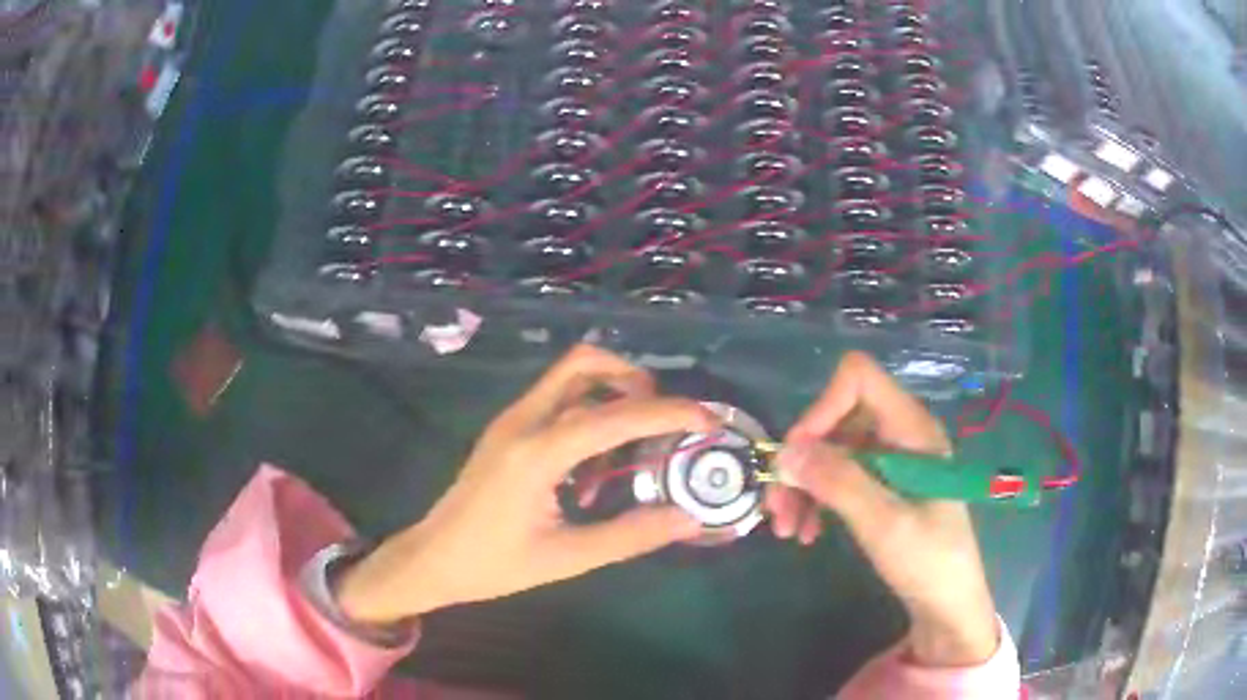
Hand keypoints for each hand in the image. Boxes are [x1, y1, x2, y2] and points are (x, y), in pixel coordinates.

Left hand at [336, 345, 711, 625]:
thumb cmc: (494, 565)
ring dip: (611, 391)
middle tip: (664, 421)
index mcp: (536, 453)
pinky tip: (596, 461)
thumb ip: (630, 535)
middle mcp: (523, 421)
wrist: (432, 559)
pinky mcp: (507, 429)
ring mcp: (511, 420)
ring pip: (570, 375)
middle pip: (584, 363)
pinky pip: (557, 398)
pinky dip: (589, 409)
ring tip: (634, 444)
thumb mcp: (566, 558)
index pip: (613, 416)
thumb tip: (689, 518)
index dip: (667, 413)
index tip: (707, 421)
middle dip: (634, 380)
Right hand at [771, 352, 999, 666]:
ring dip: (803, 485)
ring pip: (832, 450)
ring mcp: (891, 460)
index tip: (797, 456)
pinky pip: (839, 476)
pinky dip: (816, 500)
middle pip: (838, 418)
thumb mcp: (884, 524)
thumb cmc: (929, 561)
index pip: (859, 379)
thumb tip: (786, 452)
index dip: (823, 407)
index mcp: (912, 429)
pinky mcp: (883, 485)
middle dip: (803, 459)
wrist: (947, 602)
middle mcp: (900, 435)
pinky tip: (806, 533)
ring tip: (786, 530)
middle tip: (778, 507)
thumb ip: (839, 482)